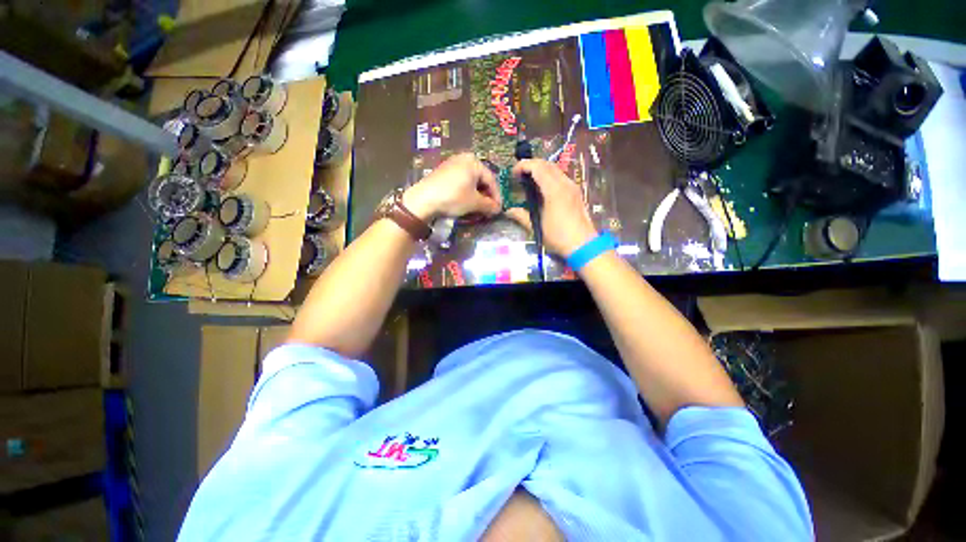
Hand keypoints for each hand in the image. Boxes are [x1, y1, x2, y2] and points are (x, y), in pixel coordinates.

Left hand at [402, 153, 501, 220]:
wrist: (423, 200)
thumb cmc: (453, 197)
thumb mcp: (474, 203)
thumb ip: (489, 205)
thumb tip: (498, 210)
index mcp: (474, 162)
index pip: (491, 180)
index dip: (497, 196)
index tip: (498, 209)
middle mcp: (464, 158)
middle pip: (481, 179)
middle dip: (486, 196)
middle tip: (489, 209)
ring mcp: (452, 164)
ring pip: (471, 181)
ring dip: (477, 195)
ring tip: (478, 208)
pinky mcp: (443, 172)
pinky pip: (461, 182)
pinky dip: (466, 192)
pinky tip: (466, 202)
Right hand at [512, 159, 597, 256]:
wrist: (583, 245)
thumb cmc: (558, 237)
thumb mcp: (537, 227)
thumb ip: (522, 216)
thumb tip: (509, 211)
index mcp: (554, 190)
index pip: (537, 167)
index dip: (523, 166)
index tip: (513, 173)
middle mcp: (565, 184)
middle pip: (547, 164)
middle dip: (531, 165)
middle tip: (519, 174)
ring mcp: (572, 187)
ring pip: (555, 169)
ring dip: (541, 170)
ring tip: (529, 180)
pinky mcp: (576, 192)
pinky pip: (561, 177)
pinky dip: (549, 176)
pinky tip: (543, 189)